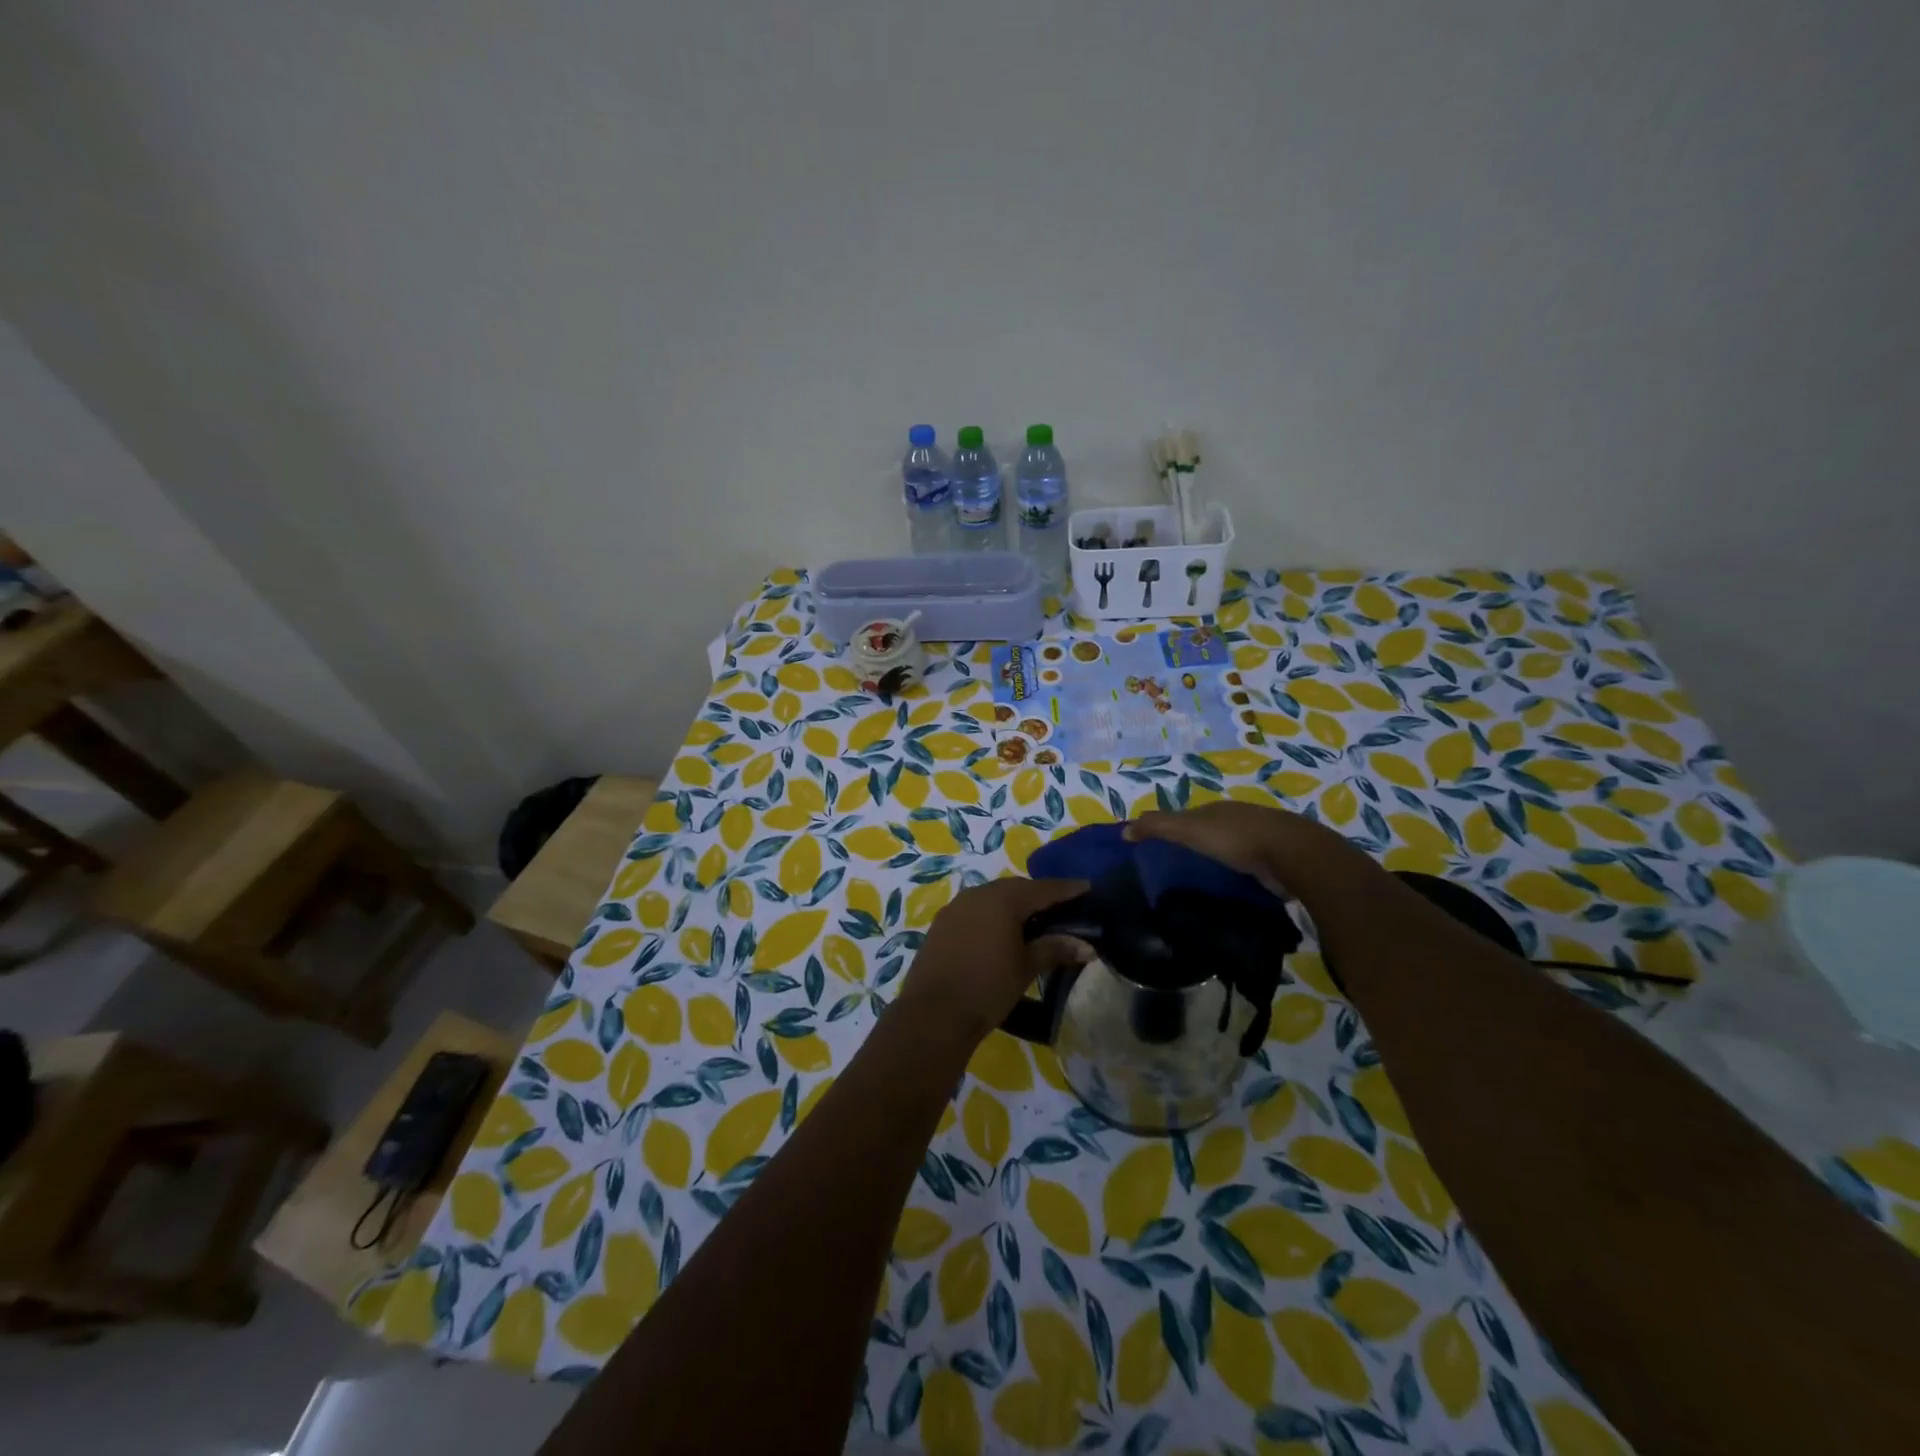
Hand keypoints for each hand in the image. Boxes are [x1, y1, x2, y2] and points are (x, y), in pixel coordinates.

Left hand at [895, 877, 1090, 1048]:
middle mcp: (978, 894)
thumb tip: (1087, 946)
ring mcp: (956, 907)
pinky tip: (1001, 931)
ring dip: (1014, 904)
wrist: (933, 1012)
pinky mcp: (942, 923)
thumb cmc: (987, 987)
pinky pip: (975, 909)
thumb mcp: (1026, 968)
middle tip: (1062, 905)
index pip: (1042, 889)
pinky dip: (993, 915)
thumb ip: (1055, 949)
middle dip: (1039, 895)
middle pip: (1016, 888)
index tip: (1087, 887)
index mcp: (1003, 899)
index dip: (1067, 889)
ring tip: (1034, 918)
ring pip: (993, 897)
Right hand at [1124, 800, 1368, 893]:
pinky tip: (1229, 890)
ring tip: (1199, 884)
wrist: (1293, 855)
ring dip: (1217, 862)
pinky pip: (1247, 869)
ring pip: (1230, 851)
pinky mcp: (1275, 863)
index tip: (1155, 848)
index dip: (1169, 829)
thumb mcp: (1189, 829)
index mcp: (1216, 810)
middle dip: (1194, 846)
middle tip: (1174, 869)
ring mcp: (1260, 841)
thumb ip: (1158, 827)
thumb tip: (1123, 830)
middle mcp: (1237, 820)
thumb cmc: (1236, 838)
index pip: (1186, 817)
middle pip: (1209, 831)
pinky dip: (1236, 876)